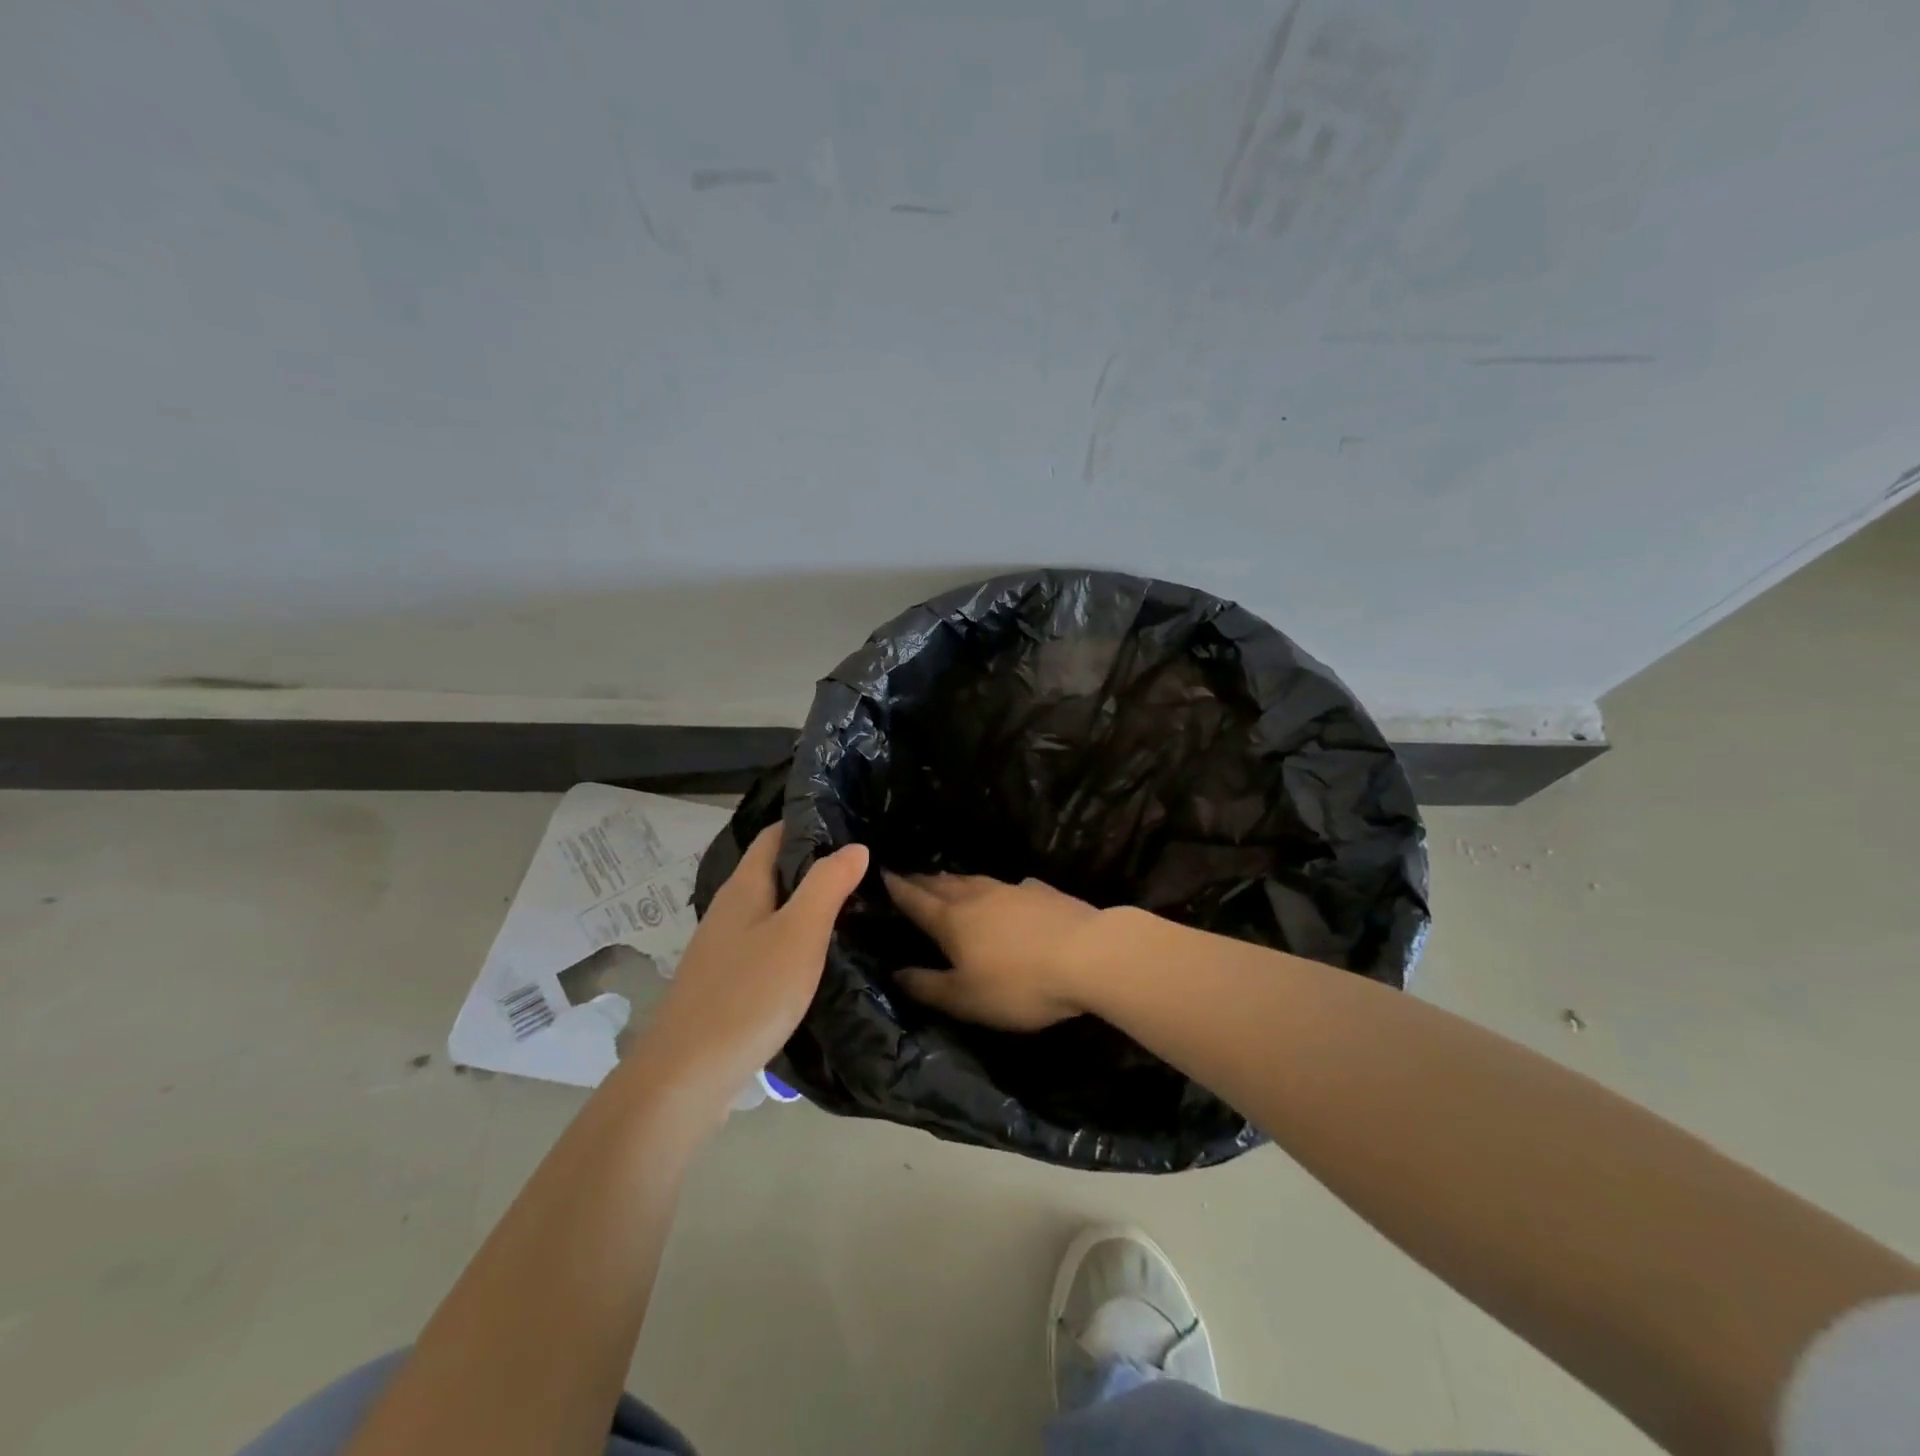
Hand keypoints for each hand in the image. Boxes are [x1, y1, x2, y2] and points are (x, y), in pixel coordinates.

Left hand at [634, 826, 867, 1111]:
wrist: (685, 1078)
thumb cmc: (748, 995)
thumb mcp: (799, 934)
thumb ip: (827, 885)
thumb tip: (855, 846)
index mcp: (744, 887)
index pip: (775, 834)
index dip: (811, 823)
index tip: (855, 822)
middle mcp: (730, 910)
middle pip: (775, 872)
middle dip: (816, 865)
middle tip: (869, 867)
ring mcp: (725, 949)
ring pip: (773, 911)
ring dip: (808, 905)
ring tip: (856, 907)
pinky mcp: (727, 984)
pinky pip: (768, 946)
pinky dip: (797, 940)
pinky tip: (821, 957)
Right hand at [881, 871, 1102, 1029]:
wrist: (1089, 955)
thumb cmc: (1019, 984)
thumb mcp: (965, 998)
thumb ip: (927, 986)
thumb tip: (895, 972)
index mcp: (952, 921)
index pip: (916, 900)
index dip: (897, 889)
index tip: (882, 874)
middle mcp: (978, 897)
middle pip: (943, 884)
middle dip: (923, 881)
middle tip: (909, 876)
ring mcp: (1012, 890)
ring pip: (975, 880)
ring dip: (956, 880)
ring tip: (946, 880)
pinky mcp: (1043, 892)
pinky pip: (1009, 887)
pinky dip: (996, 889)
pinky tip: (1005, 893)